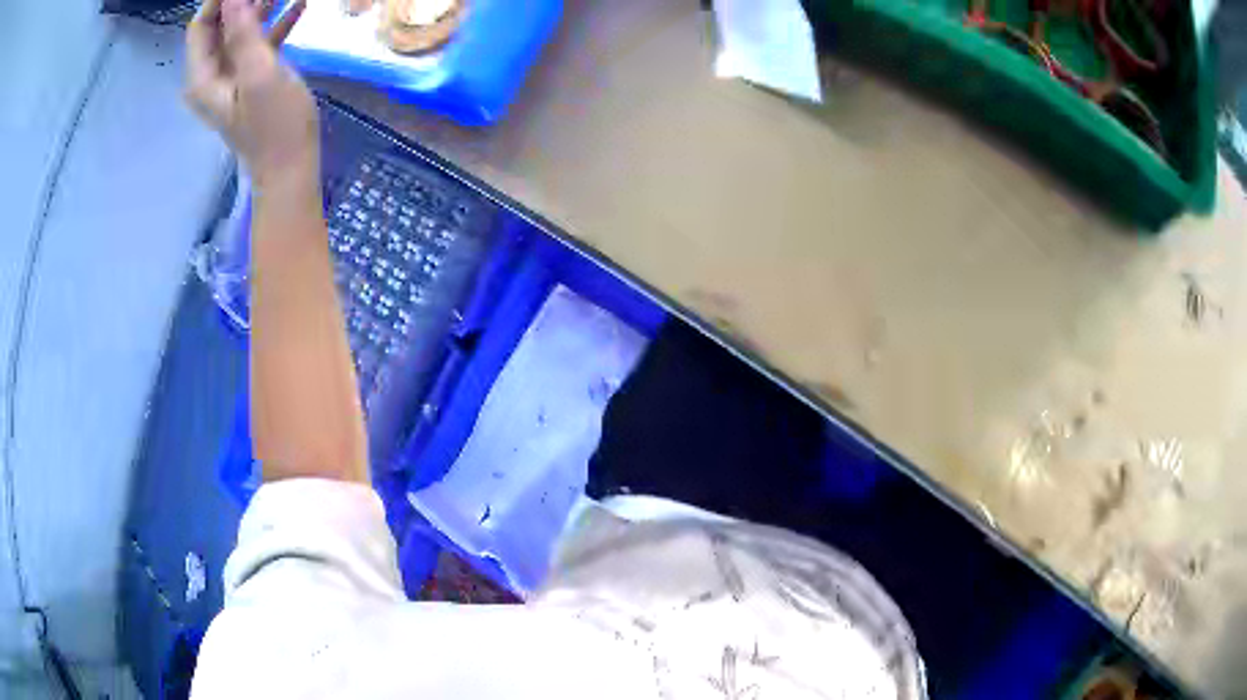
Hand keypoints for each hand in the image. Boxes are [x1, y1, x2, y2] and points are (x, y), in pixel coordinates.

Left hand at [185, 0, 317, 189]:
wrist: (290, 167)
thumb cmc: (275, 125)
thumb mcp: (259, 75)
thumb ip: (243, 34)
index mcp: (204, 78)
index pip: (201, 26)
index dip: (219, 0)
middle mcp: (211, 75)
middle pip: (219, 26)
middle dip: (242, 0)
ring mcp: (232, 76)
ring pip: (240, 30)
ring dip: (263, 6)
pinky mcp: (251, 78)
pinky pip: (259, 42)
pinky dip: (276, 23)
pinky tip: (299, 5)